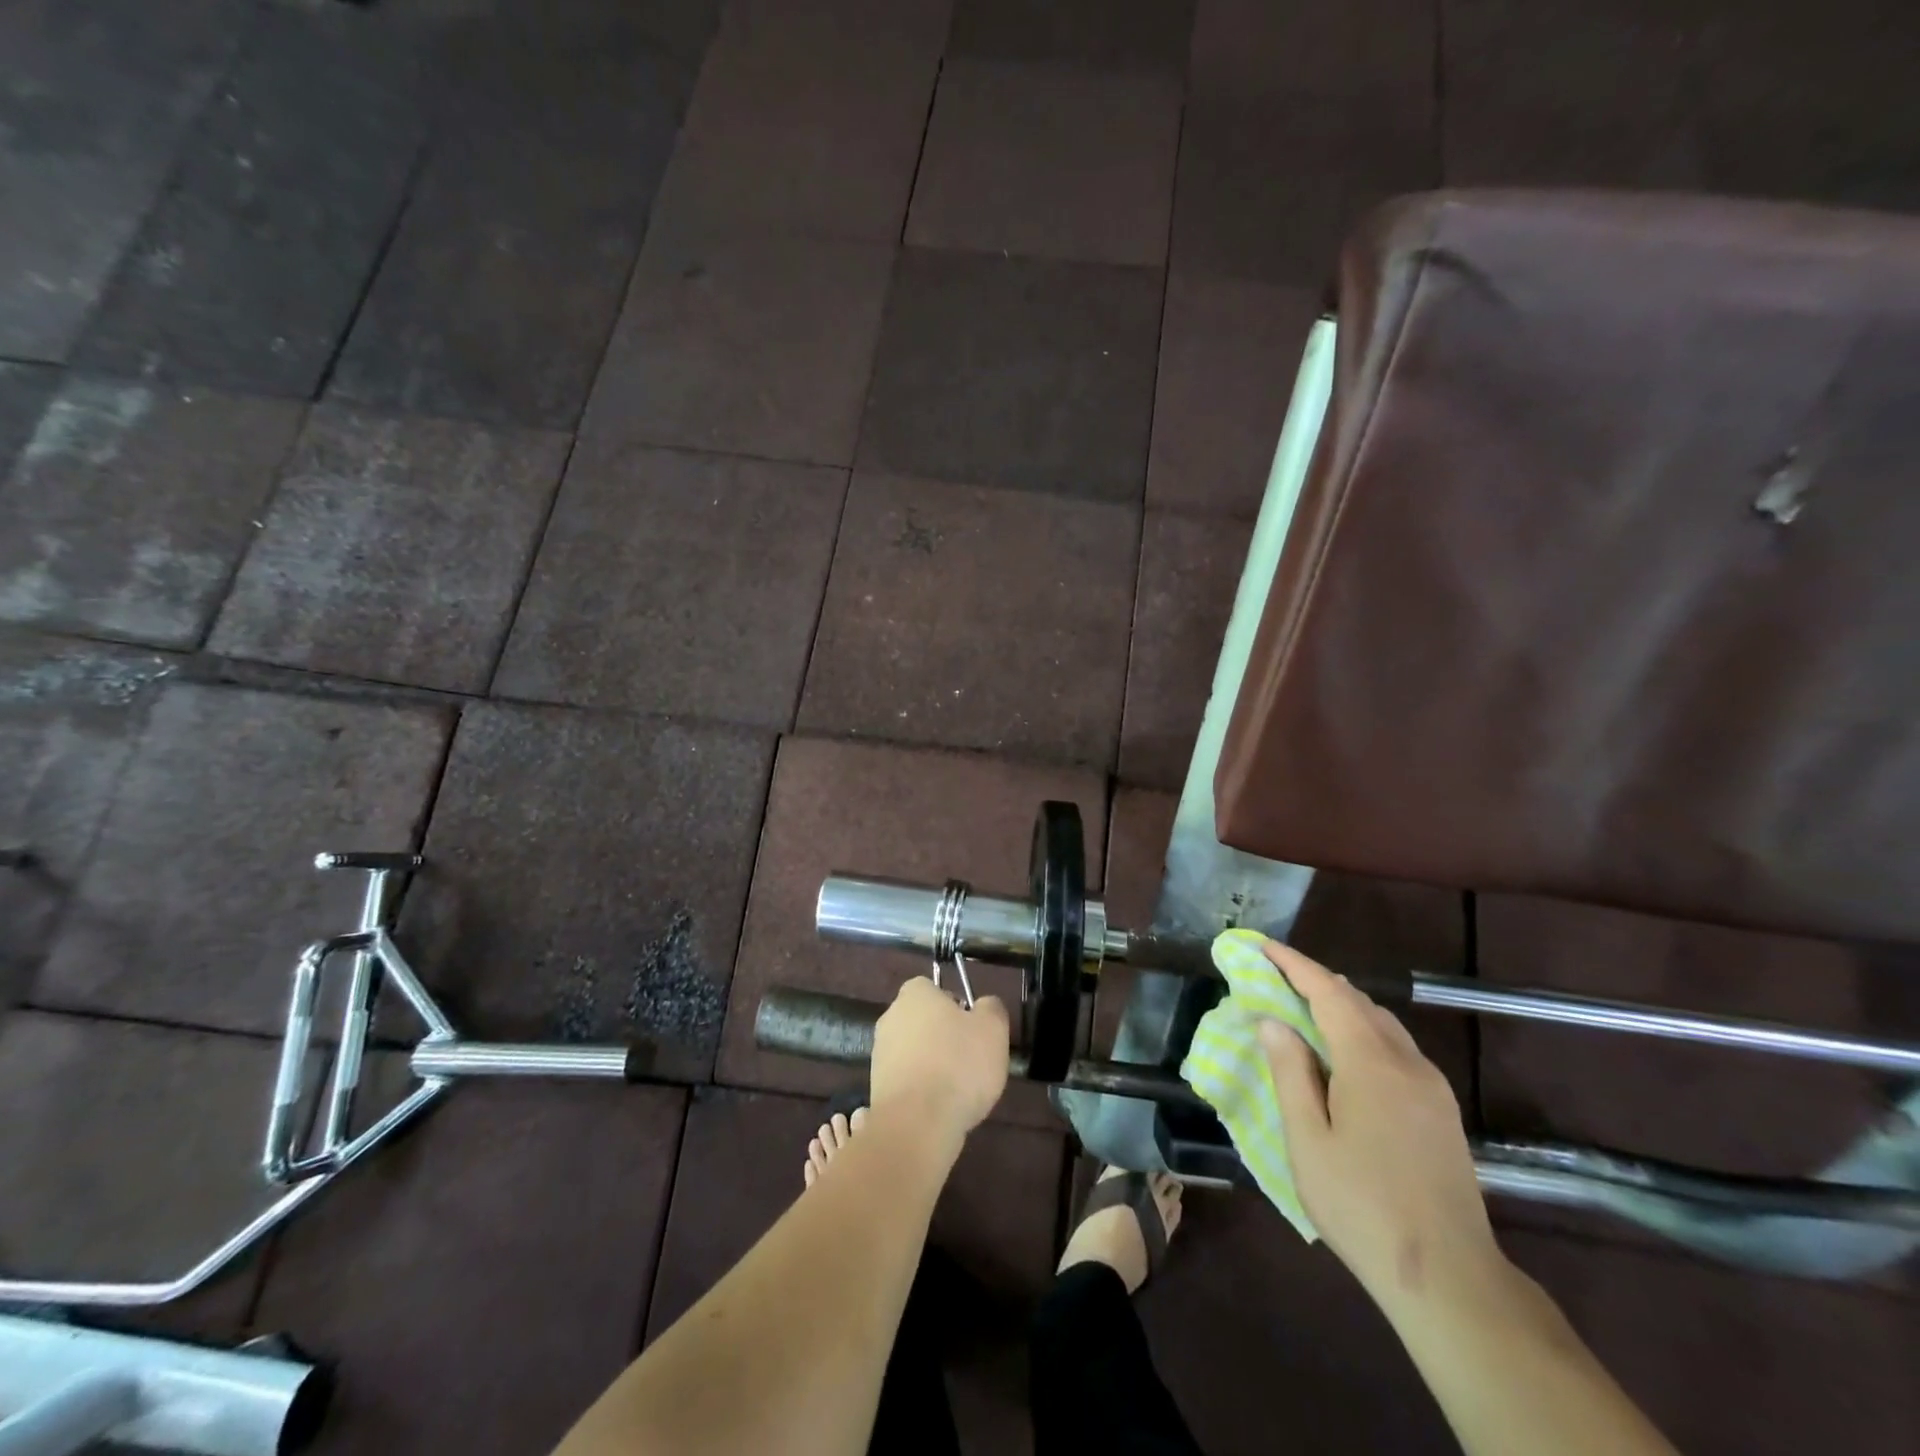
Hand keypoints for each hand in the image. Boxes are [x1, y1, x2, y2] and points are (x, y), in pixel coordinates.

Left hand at [870, 977, 1009, 1147]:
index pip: (934, 988)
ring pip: (916, 1052)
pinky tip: (940, 1107)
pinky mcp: (877, 1087)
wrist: (916, 1124)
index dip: (956, 1006)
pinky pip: (907, 1080)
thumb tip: (984, 1005)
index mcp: (915, 994)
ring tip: (958, 1090)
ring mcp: (880, 1054)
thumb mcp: (992, 1029)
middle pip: (924, 1021)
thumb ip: (991, 1008)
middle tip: (971, 1060)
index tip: (973, 1029)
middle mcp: (891, 1017)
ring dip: (933, 1065)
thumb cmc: (958, 1065)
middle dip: (944, 1037)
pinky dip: (922, 1090)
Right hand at [1256, 940, 1500, 1309]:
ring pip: (1382, 1024)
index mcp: (1371, 1063)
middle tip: (1275, 976)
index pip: (1329, 992)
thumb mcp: (1308, 1140)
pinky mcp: (1443, 1110)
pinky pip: (1397, 1049)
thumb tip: (1274, 1021)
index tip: (1263, 946)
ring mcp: (1432, 1087)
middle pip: (1359, 1002)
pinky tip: (1344, 1054)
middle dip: (1316, 981)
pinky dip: (1363, 1032)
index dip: (1294, 965)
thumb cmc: (1362, 1206)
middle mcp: (1407, 1063)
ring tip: (1303, 1008)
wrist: (1450, 1278)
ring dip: (1342, 1006)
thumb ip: (1290, 1073)